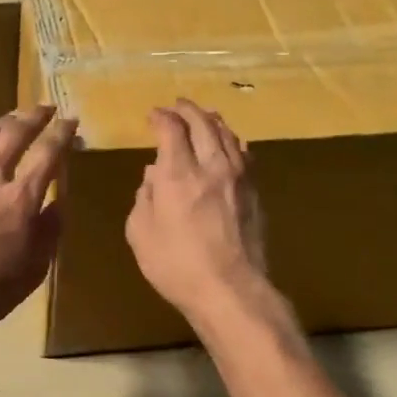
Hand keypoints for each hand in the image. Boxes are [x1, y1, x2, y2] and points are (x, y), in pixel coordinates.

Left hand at [0, 107, 75, 345]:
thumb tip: (57, 202)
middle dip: (33, 116)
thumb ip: (49, 231)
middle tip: (44, 109)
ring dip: (0, 123)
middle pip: (14, 133)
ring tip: (11, 119)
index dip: (62, 133)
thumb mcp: (33, 270)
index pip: (48, 153)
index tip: (70, 120)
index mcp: (20, 198)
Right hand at [125, 99, 269, 322]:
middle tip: (177, 105)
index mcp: (178, 174)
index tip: (153, 115)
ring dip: (212, 120)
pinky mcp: (255, 193)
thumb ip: (144, 197)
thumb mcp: (140, 232)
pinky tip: (229, 144)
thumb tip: (152, 176)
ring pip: (228, 135)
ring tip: (204, 116)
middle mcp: (211, 166)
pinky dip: (231, 141)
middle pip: (203, 123)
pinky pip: (244, 154)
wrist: (231, 290)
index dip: (161, 117)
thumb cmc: (176, 265)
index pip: (172, 129)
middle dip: (188, 110)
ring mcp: (239, 178)